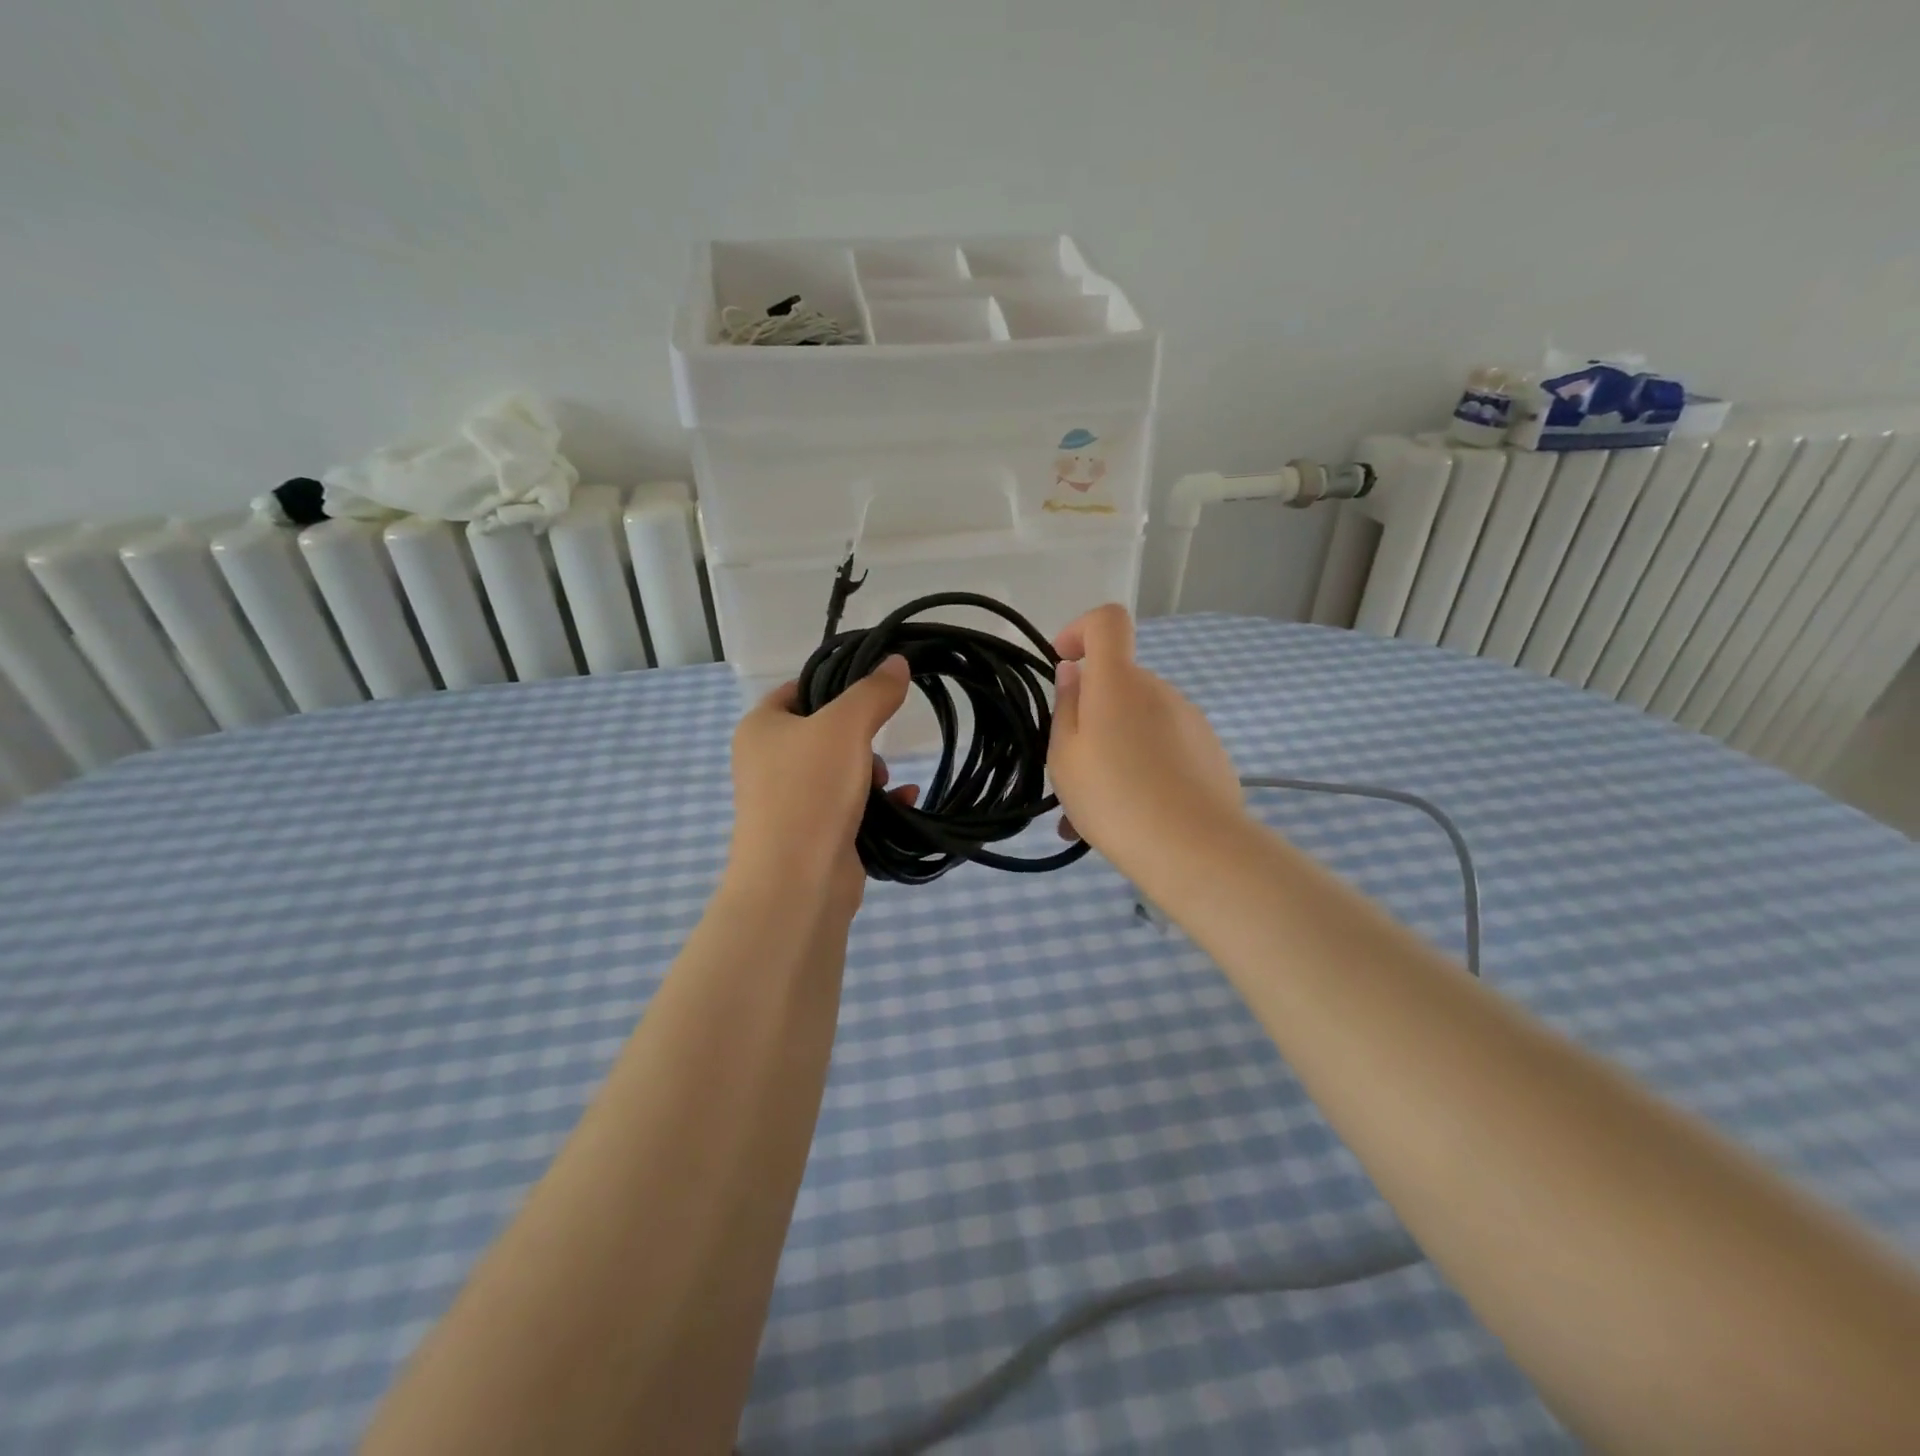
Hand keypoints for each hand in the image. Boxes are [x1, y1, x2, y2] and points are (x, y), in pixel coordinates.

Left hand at [728, 656, 917, 916]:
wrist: (797, 881)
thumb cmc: (810, 790)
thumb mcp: (845, 727)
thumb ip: (872, 692)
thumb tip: (896, 662)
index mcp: (761, 728)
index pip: (799, 689)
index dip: (835, 684)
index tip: (873, 688)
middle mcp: (768, 762)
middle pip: (825, 732)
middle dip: (862, 739)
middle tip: (876, 747)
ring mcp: (790, 801)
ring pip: (842, 771)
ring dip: (874, 773)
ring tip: (885, 783)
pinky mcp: (814, 834)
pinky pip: (852, 806)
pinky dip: (879, 804)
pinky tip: (905, 802)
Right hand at [1049, 605, 1244, 878]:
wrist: (1194, 848)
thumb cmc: (1114, 797)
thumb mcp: (1066, 757)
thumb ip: (1066, 707)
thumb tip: (1074, 673)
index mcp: (1118, 682)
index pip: (1108, 621)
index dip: (1081, 630)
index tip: (1063, 663)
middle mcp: (1158, 689)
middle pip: (1118, 683)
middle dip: (1092, 714)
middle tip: (1071, 769)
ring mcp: (1189, 719)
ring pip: (1138, 722)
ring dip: (1114, 749)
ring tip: (1095, 810)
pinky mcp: (1209, 750)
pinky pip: (1163, 747)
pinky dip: (1142, 768)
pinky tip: (1131, 817)